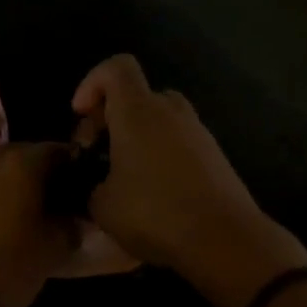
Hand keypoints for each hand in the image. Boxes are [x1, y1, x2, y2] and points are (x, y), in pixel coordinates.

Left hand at [0, 104, 73, 306]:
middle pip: (14, 145)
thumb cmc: (3, 280)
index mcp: (23, 171)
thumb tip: (74, 214)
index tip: (71, 174)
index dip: (66, 162)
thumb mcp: (50, 254)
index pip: (53, 153)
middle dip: (29, 154)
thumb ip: (66, 227)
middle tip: (35, 175)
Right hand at [71, 56, 306, 306]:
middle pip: (137, 95)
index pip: (116, 67)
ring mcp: (198, 131)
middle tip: (98, 154)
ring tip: (124, 178)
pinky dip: (160, 155)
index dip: (92, 82)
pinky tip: (153, 194)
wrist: (225, 239)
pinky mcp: (215, 155)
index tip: (81, 115)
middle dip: (112, 117)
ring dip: (137, 139)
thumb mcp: (103, 206)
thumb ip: (92, 184)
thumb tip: (99, 185)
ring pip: (159, 120)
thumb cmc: (155, 213)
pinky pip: (179, 142)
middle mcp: (171, 111)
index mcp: (138, 111)